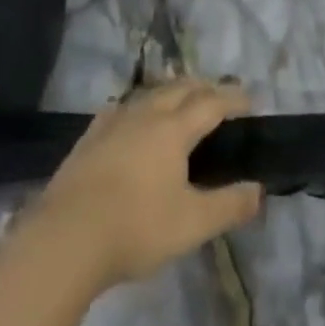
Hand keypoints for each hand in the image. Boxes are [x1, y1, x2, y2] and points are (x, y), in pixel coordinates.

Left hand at [22, 79, 263, 292]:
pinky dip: (140, 105)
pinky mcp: (90, 137)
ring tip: (182, 102)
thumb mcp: (192, 224)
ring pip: (150, 93)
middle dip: (204, 87)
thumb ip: (228, 205)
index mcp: (173, 129)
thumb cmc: (135, 228)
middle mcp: (145, 114)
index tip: (249, 100)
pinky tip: (134, 117)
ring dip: (172, 92)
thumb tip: (258, 189)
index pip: (211, 102)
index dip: (232, 98)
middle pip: (180, 88)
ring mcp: (114, 122)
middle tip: (220, 97)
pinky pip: (123, 107)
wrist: (65, 238)